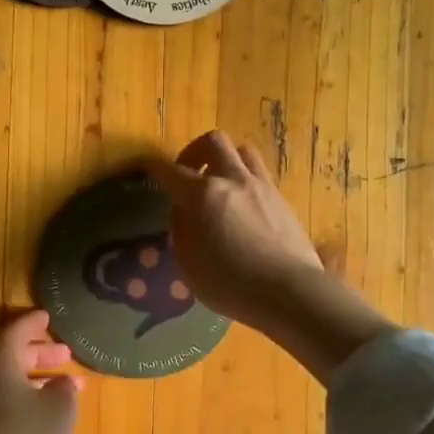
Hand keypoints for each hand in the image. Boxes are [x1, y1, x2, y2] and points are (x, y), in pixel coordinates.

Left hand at [0, 310, 82, 433]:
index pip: (14, 333)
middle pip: (11, 359)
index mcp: (0, 367)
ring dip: (38, 379)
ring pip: (11, 383)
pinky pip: (10, 405)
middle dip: (39, 353)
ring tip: (68, 384)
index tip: (48, 316)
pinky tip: (52, 415)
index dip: (32, 324)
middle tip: (65, 352)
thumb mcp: (59, 408)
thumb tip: (63, 382)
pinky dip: (32, 400)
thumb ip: (64, 388)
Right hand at [152, 130, 396, 382]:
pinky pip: (260, 174)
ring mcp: (261, 187)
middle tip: (188, 174)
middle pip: (213, 142)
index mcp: (202, 195)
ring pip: (242, 151)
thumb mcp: (188, 263)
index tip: (146, 167)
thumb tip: (182, 209)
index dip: (153, 166)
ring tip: (219, 184)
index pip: (169, 170)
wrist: (288, 291)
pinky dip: (245, 180)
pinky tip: (243, 205)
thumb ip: (181, 229)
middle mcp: (232, 180)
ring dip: (225, 160)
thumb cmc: (229, 283)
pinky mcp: (282, 199)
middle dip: (194, 152)